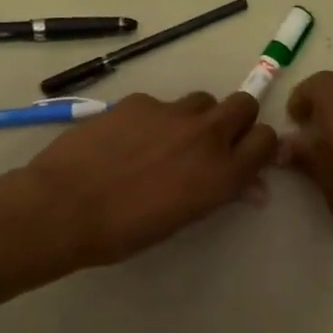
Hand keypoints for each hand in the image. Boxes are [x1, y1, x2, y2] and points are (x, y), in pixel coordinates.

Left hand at [26, 91, 278, 268]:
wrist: (65, 206)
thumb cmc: (126, 231)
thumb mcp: (183, 219)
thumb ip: (220, 193)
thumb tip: (251, 188)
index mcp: (223, 172)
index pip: (266, 140)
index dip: (258, 145)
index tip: (245, 155)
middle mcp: (207, 135)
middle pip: (244, 104)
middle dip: (236, 118)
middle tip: (214, 139)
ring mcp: (173, 112)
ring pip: (202, 101)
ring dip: (195, 117)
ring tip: (165, 140)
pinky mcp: (140, 101)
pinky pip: (160, 104)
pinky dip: (153, 119)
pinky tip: (126, 139)